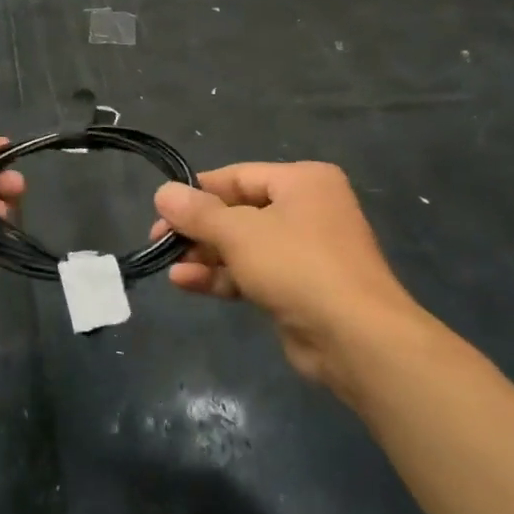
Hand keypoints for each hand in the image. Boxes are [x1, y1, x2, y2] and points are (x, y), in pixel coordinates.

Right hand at [150, 162, 416, 384]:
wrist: (354, 337)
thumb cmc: (297, 266)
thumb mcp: (240, 233)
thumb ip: (198, 213)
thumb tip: (163, 192)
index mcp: (303, 181)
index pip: (238, 176)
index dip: (197, 192)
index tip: (161, 210)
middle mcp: (307, 209)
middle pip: (238, 212)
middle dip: (198, 229)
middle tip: (159, 241)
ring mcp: (304, 251)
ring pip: (243, 246)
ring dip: (205, 255)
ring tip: (168, 265)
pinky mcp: (298, 287)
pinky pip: (252, 273)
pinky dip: (221, 276)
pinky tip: (185, 283)